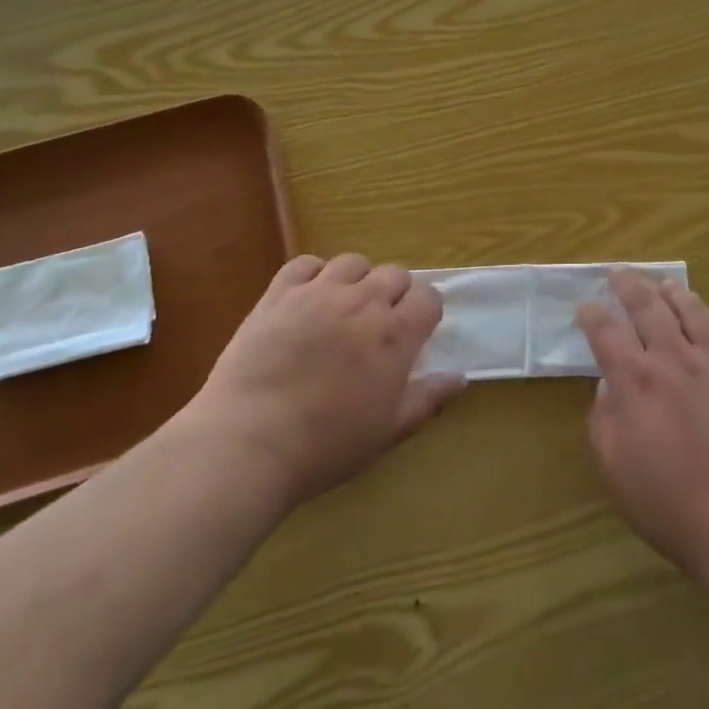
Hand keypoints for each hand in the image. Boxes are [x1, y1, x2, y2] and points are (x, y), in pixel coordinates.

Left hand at [185, 253, 462, 509]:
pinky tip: (308, 298)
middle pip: (394, 274)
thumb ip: (427, 399)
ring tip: (344, 308)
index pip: (428, 297)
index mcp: (395, 335)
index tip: (416, 331)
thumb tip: (460, 378)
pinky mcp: (279, 294)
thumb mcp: (387, 432)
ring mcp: (319, 293)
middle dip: (395, 294)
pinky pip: (305, 264)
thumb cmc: (325, 446)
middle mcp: (363, 302)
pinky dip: (314, 274)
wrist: (248, 443)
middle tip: (379, 325)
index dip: (425, 311)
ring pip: (353, 263)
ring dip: (357, 280)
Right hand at [579, 269, 708, 588]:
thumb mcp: (616, 470)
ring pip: (694, 311)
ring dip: (675, 293)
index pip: (607, 330)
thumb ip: (604, 419)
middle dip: (629, 284)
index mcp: (637, 381)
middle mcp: (676, 360)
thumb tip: (608, 385)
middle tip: (620, 273)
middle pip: (648, 306)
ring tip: (665, 286)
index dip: (592, 314)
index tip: (586, 307)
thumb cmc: (673, 506)